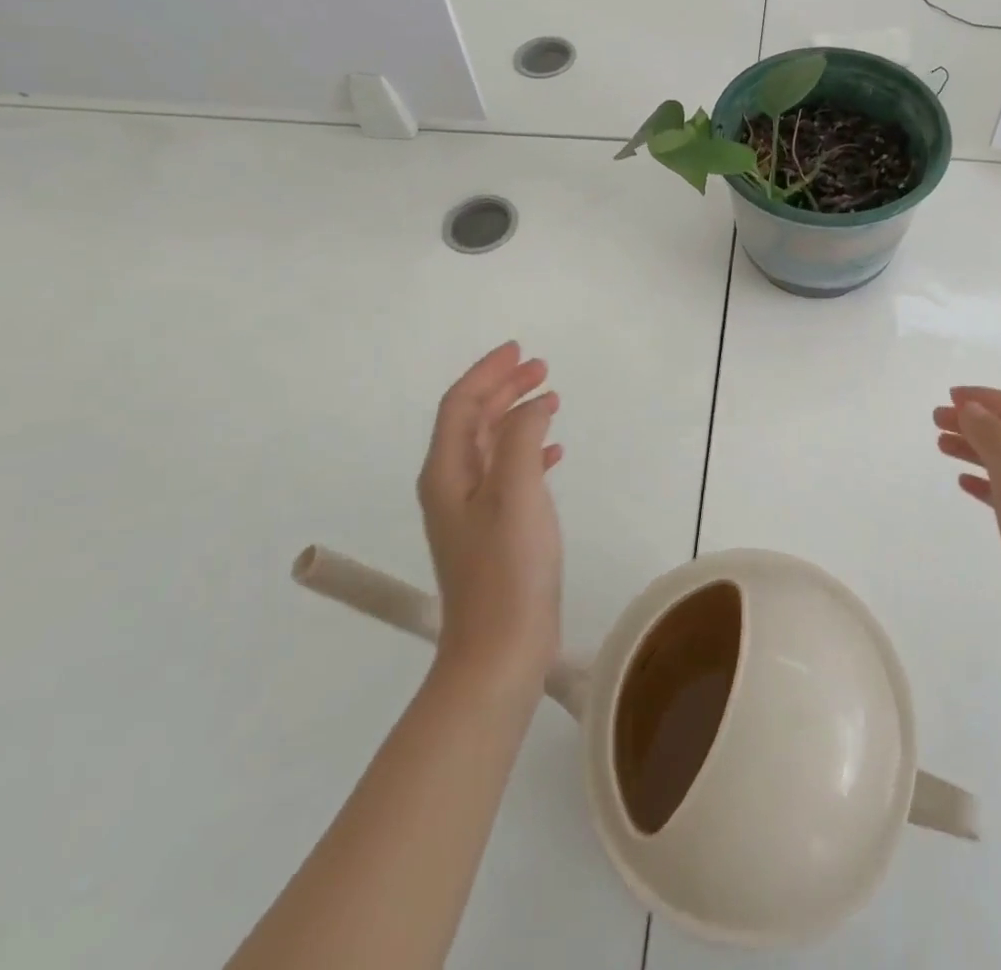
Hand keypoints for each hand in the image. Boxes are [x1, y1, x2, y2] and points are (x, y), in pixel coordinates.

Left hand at [418, 342, 563, 691]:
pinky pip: (509, 472)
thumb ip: (520, 437)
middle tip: (542, 368)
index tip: (520, 350)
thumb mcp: (515, 491)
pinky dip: (529, 450)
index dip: (487, 372)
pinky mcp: (494, 530)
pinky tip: (553, 452)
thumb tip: (531, 406)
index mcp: (446, 472)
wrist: (500, 650)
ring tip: (551, 398)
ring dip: (518, 416)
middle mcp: (452, 485)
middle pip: (474, 420)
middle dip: (505, 388)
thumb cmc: (507, 567)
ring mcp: (472, 510)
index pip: (461, 405)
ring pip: (493, 444)